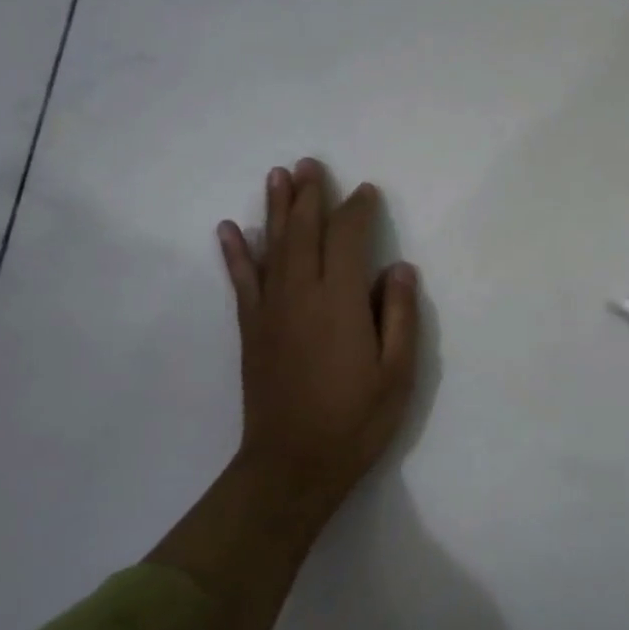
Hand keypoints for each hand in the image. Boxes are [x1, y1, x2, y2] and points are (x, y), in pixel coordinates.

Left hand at [216, 158, 418, 517]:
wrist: (292, 465)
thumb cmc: (356, 420)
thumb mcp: (398, 373)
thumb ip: (400, 315)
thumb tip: (399, 268)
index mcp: (340, 301)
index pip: (348, 238)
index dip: (358, 210)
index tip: (366, 191)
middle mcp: (301, 294)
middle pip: (304, 231)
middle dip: (310, 195)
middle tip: (312, 163)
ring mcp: (271, 310)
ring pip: (272, 246)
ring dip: (275, 209)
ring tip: (278, 176)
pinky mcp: (252, 329)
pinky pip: (242, 281)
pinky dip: (235, 253)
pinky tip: (228, 230)